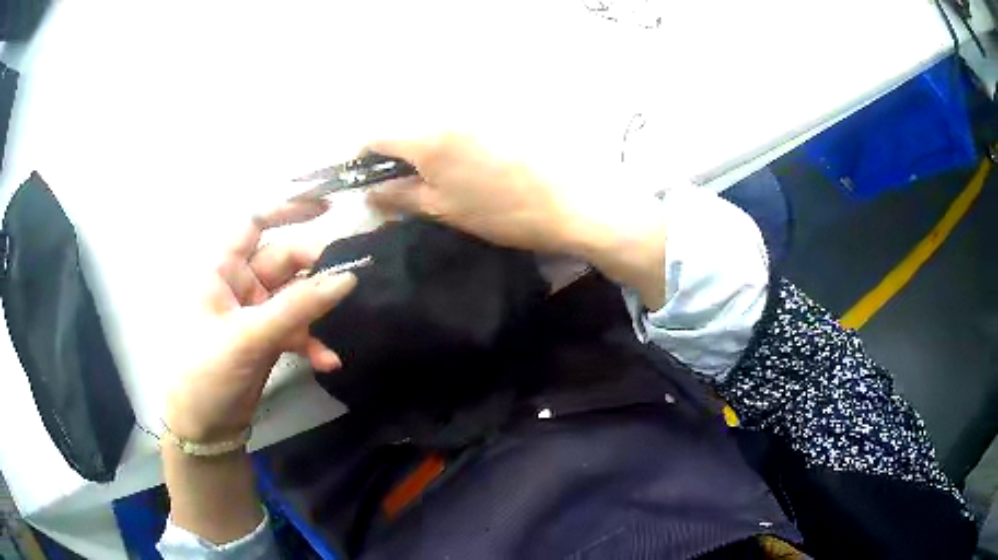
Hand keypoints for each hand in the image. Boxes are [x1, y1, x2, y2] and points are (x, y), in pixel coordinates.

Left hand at [165, 200, 356, 442]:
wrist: (203, 428)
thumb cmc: (207, 372)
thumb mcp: (248, 337)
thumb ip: (297, 308)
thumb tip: (348, 278)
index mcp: (221, 269)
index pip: (254, 222)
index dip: (287, 209)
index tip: (327, 208)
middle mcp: (238, 283)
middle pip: (283, 260)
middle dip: (314, 270)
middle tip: (349, 279)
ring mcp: (255, 312)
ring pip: (295, 296)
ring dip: (317, 311)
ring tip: (342, 322)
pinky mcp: (267, 338)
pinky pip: (296, 329)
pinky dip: (312, 342)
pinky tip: (327, 361)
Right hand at [368, 133, 667, 308]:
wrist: (569, 204)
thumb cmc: (501, 213)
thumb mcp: (444, 210)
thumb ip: (401, 197)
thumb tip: (371, 192)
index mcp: (428, 139)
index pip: (378, 135)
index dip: (363, 155)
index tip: (362, 174)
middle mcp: (447, 116)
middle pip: (405, 127)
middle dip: (393, 152)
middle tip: (398, 182)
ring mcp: (476, 115)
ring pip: (431, 126)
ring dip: (421, 147)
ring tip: (432, 178)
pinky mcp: (498, 119)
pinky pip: (458, 126)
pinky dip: (447, 143)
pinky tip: (462, 166)